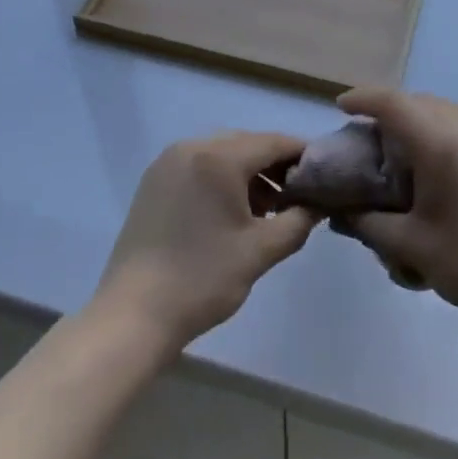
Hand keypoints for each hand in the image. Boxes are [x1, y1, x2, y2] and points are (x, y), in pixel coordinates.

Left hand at [94, 132, 317, 357]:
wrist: (133, 316)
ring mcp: (167, 163)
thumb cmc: (202, 280)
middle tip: (298, 197)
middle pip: (247, 144)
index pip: (273, 142)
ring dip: (249, 174)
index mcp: (218, 157)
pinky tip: (232, 213)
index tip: (324, 176)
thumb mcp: (260, 252)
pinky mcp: (154, 182)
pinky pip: (199, 166)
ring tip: (268, 210)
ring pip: (222, 154)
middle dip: (276, 166)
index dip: (302, 155)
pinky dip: (222, 180)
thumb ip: (298, 221)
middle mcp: (191, 147)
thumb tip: (319, 204)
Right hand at [339, 88, 457, 333]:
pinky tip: (431, 165)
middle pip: (418, 101)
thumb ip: (368, 222)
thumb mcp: (410, 245)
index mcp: (440, 143)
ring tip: (396, 146)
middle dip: (388, 109)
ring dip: (415, 118)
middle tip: (365, 134)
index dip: (363, 99)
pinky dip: (437, 130)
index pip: (393, 103)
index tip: (340, 107)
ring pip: (442, 110)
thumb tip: (342, 211)